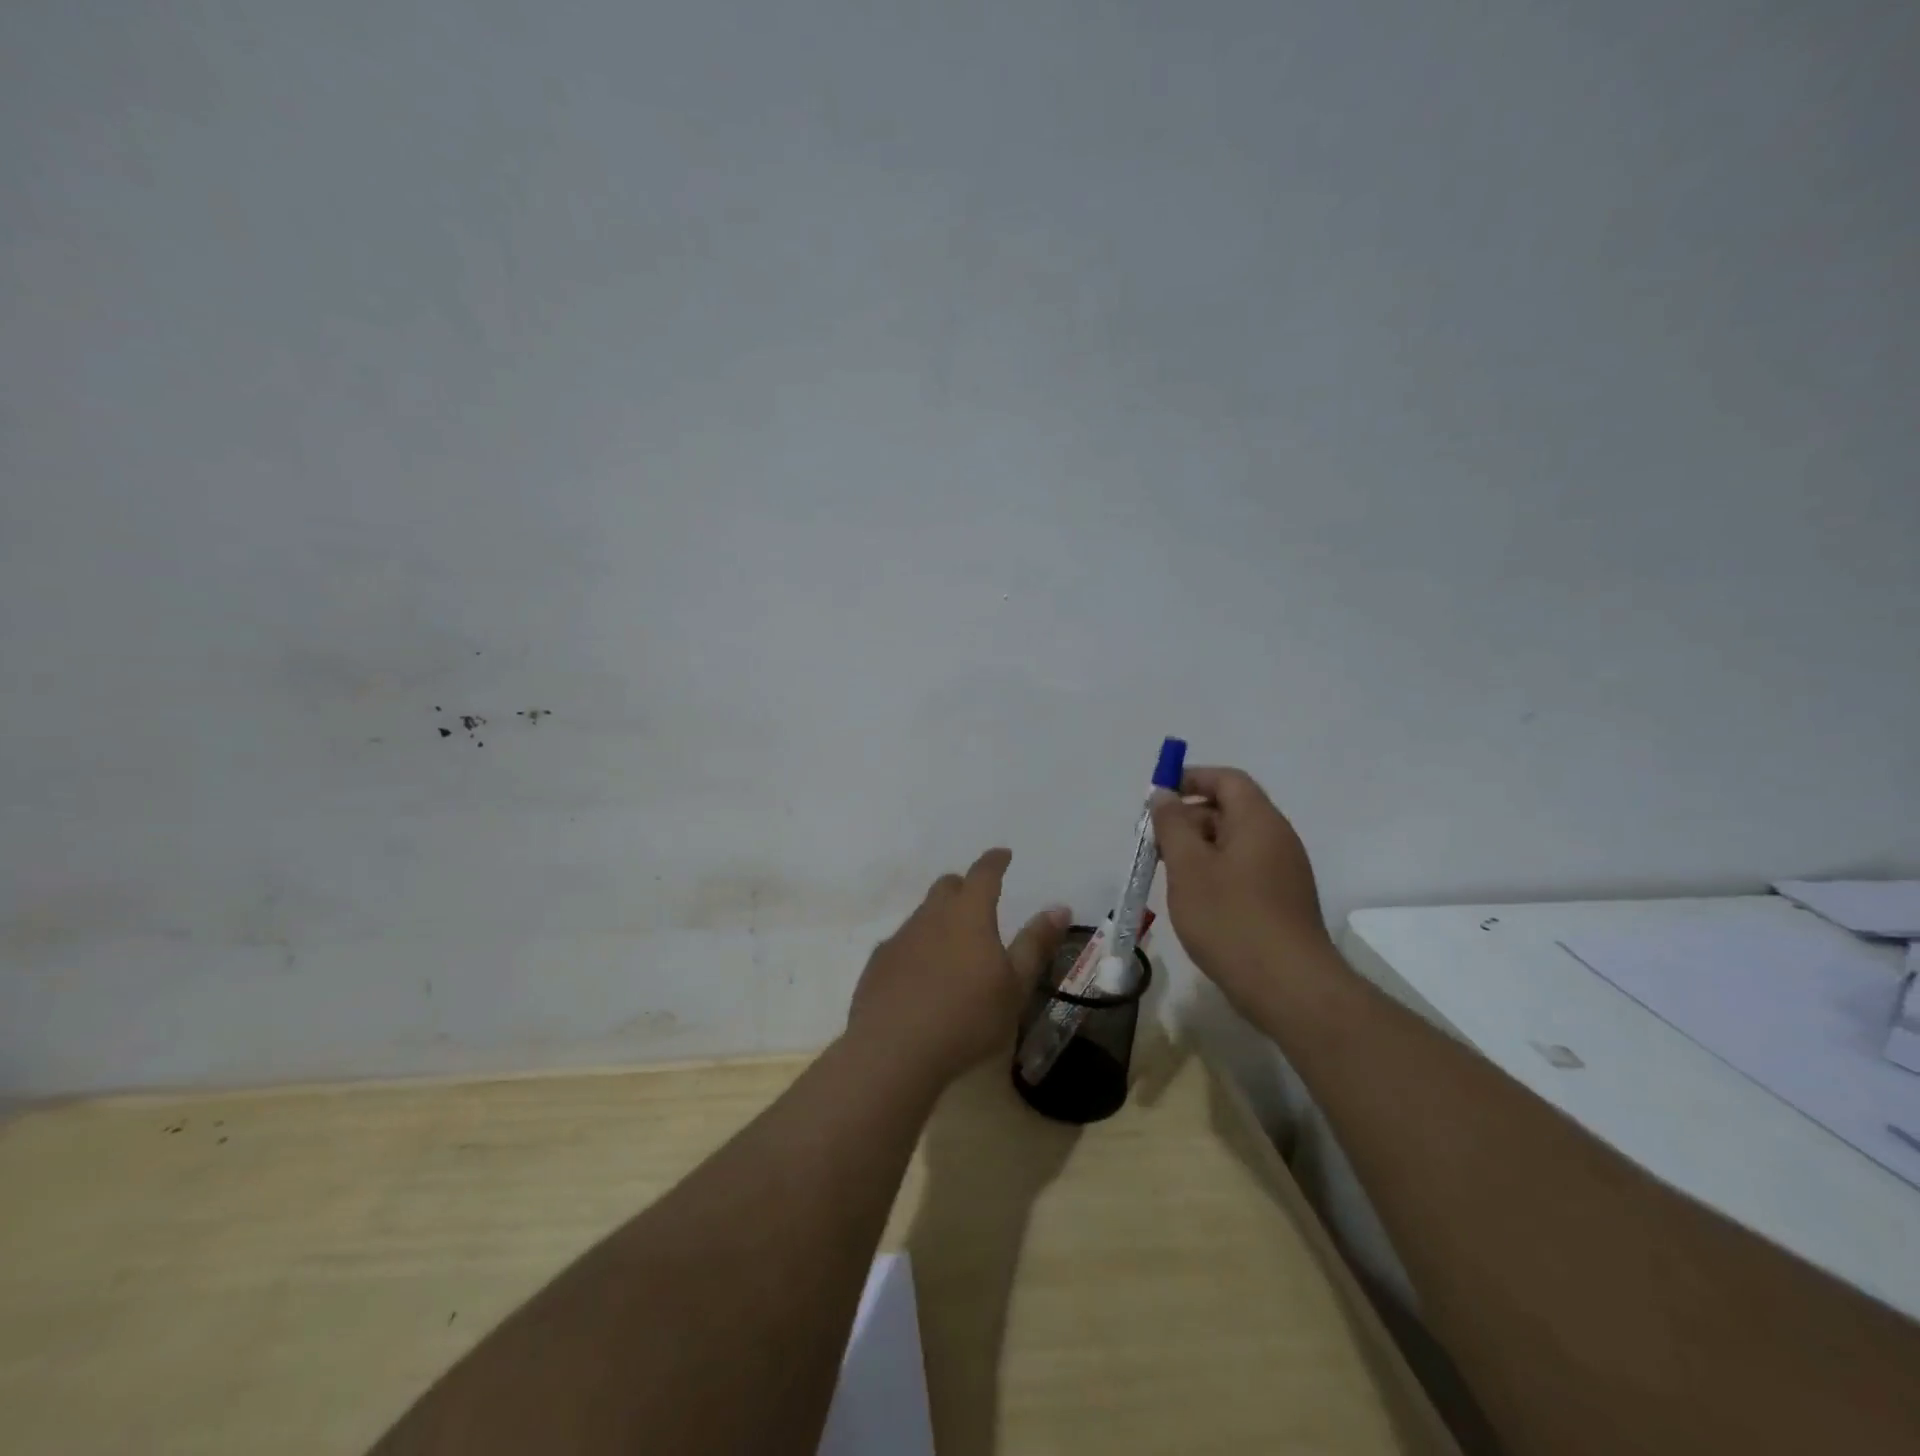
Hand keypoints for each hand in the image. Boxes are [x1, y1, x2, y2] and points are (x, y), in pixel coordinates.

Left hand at [848, 849, 1070, 1085]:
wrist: (894, 1049)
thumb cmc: (967, 1017)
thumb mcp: (1015, 985)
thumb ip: (1035, 944)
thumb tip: (1059, 907)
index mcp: (969, 914)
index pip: (984, 873)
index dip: (995, 861)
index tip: (1003, 855)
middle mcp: (931, 915)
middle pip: (947, 886)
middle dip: (964, 887)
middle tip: (978, 902)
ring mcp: (900, 937)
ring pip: (923, 914)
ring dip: (940, 919)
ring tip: (953, 946)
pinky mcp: (878, 962)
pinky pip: (902, 942)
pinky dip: (917, 948)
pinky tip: (921, 976)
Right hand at [1150, 766, 1333, 1007]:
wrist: (1290, 988)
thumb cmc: (1231, 918)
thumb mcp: (1188, 867)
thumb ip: (1172, 824)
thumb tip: (1164, 795)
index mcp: (1258, 821)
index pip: (1227, 780)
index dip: (1191, 779)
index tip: (1157, 796)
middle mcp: (1277, 838)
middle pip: (1230, 810)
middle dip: (1188, 818)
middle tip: (1153, 843)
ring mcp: (1284, 872)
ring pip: (1234, 843)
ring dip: (1198, 849)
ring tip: (1167, 874)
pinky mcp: (1282, 902)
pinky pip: (1243, 870)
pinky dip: (1214, 872)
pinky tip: (1194, 900)